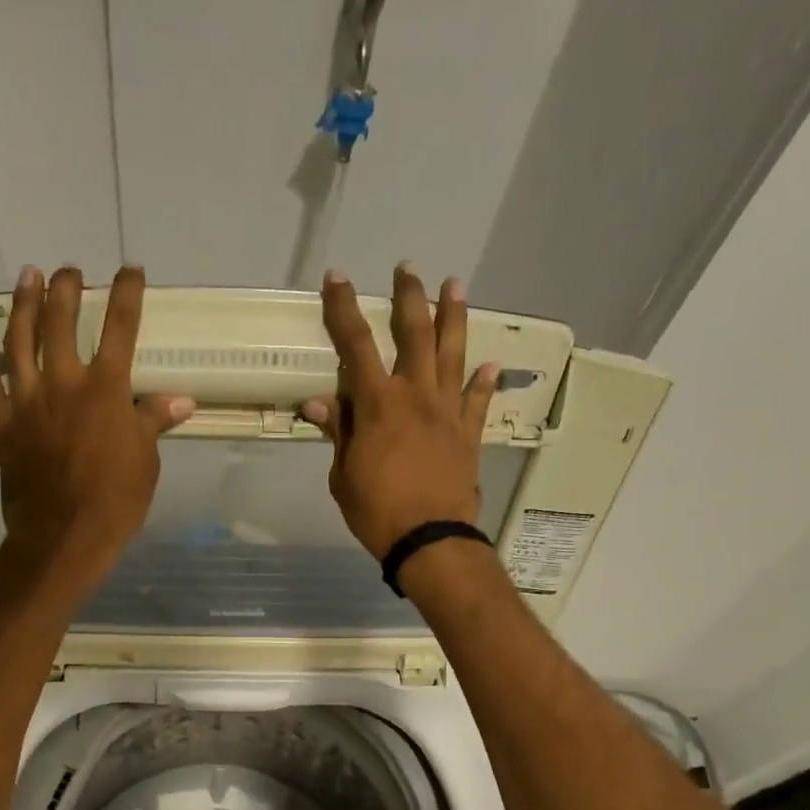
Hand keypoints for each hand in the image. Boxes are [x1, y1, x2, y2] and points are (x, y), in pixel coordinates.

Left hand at [0, 265, 193, 590]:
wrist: (64, 535)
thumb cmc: (116, 500)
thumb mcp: (146, 461)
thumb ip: (154, 422)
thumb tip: (181, 400)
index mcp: (106, 390)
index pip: (121, 329)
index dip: (127, 295)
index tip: (131, 270)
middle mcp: (64, 384)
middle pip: (61, 322)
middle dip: (66, 290)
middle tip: (67, 271)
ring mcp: (28, 402)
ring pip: (19, 342)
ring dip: (23, 306)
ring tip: (26, 278)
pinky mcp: (3, 427)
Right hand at [301, 265, 501, 560]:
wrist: (429, 539)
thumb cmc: (376, 511)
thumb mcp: (344, 475)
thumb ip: (338, 433)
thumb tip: (319, 402)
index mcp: (378, 405)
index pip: (357, 345)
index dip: (344, 309)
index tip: (337, 277)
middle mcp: (416, 396)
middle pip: (414, 334)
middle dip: (408, 298)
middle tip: (408, 269)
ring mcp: (448, 412)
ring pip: (452, 355)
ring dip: (453, 318)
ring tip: (455, 286)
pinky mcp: (469, 434)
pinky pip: (478, 401)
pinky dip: (484, 382)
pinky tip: (490, 364)